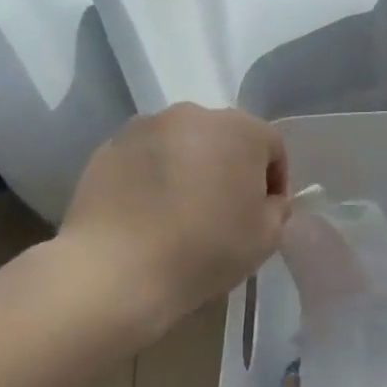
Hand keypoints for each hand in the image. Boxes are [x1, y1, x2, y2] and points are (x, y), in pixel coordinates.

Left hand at [53, 103, 289, 344]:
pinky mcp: (109, 146)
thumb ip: (277, 209)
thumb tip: (267, 200)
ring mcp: (147, 127)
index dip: (274, 181)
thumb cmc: (204, 251)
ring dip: (191, 167)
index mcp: (242, 130)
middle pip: (226, 138)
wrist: (114, 272)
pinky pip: (146, 157)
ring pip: (183, 143)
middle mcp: (196, 114)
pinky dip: (153, 175)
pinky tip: (148, 212)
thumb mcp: (266, 238)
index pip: (272, 147)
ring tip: (181, 209)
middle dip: (230, 167)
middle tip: (224, 209)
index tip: (264, 213)